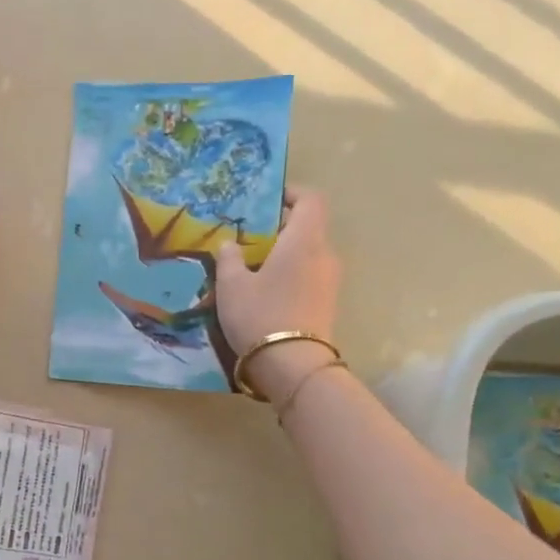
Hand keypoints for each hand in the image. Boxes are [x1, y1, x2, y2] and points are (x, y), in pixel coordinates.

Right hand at [214, 187, 343, 403]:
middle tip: (249, 240)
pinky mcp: (327, 304)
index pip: (311, 200)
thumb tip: (229, 244)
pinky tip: (265, 293)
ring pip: (308, 254)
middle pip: (308, 228)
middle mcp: (324, 254)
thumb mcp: (231, 286)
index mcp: (304, 240)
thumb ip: (229, 259)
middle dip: (280, 229)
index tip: (267, 201)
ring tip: (253, 270)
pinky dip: (290, 275)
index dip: (291, 194)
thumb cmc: (259, 315)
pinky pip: (309, 277)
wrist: (292, 365)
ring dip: (284, 255)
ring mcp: (330, 281)